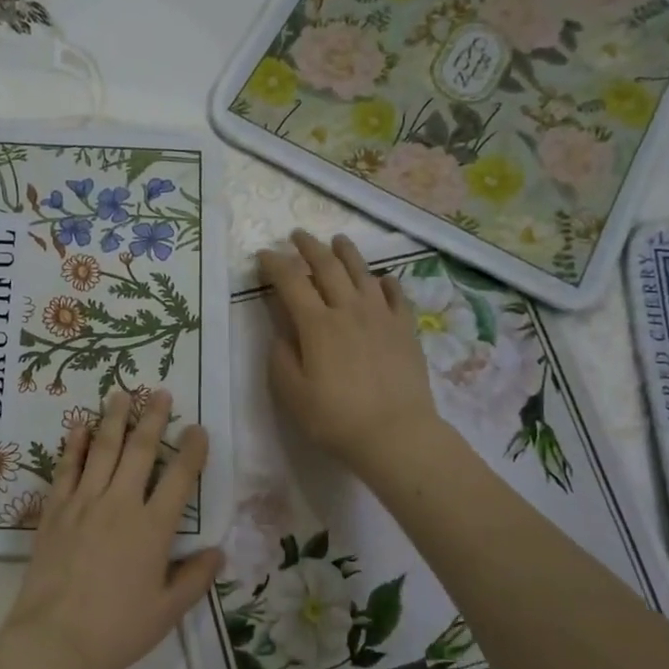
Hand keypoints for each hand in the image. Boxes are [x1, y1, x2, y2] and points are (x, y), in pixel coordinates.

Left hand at [0, 388, 222, 668]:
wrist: (56, 639)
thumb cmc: (118, 629)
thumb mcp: (167, 611)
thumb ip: (195, 578)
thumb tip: (218, 552)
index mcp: (153, 528)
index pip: (180, 478)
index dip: (192, 450)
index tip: (197, 428)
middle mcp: (120, 504)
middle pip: (140, 451)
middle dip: (152, 418)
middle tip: (158, 391)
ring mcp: (83, 503)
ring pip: (102, 450)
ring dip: (113, 419)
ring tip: (119, 393)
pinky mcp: (54, 511)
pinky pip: (65, 469)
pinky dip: (72, 446)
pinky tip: (76, 427)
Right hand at [259, 231, 441, 476]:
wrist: (395, 433)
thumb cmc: (335, 418)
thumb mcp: (292, 393)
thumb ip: (281, 357)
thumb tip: (284, 333)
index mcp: (316, 324)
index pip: (291, 282)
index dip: (274, 264)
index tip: (263, 255)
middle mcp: (348, 309)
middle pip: (327, 267)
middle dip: (308, 247)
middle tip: (296, 235)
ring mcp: (381, 315)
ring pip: (362, 272)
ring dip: (346, 252)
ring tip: (337, 240)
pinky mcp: (405, 328)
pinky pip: (396, 294)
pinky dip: (385, 281)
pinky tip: (381, 278)